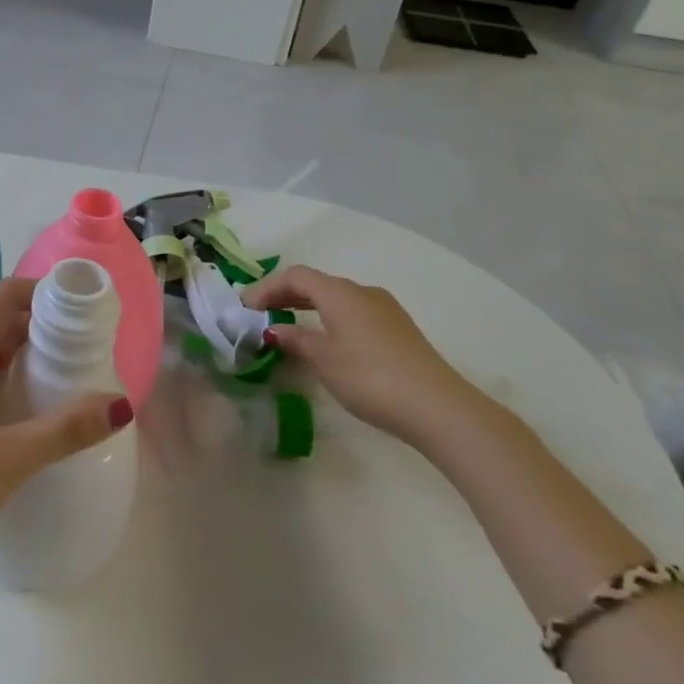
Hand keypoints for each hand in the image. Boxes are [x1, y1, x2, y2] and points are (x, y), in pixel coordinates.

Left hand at [0, 278, 132, 622]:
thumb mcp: (8, 458)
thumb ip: (64, 429)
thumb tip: (120, 403)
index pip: (4, 297)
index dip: (43, 290)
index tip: (84, 303)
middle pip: (1, 324)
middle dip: (44, 324)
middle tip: (91, 341)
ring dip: (29, 357)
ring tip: (75, 373)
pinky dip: (13, 385)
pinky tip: (38, 413)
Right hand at [243, 265, 480, 447]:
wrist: (438, 408)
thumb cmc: (371, 378)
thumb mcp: (324, 360)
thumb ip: (296, 340)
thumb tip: (275, 329)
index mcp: (341, 293)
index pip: (295, 276)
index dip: (267, 287)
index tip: (245, 308)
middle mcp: (363, 292)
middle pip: (316, 284)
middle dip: (285, 296)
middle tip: (260, 315)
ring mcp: (385, 310)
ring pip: (336, 299)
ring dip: (308, 308)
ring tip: (287, 328)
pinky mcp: (398, 330)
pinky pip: (353, 313)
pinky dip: (329, 319)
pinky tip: (324, 342)